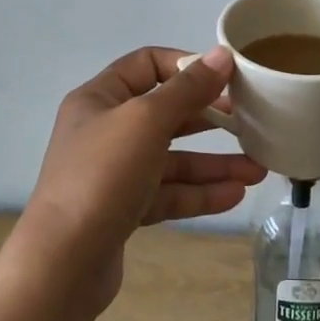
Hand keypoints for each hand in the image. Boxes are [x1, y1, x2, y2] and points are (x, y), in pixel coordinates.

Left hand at [16, 46, 264, 309]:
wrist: (62, 265)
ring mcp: (113, 173)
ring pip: (171, 159)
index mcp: (99, 98)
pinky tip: (235, 195)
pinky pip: (168, 193)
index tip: (225, 78)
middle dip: (209, 119)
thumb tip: (222, 55)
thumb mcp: (147, 121)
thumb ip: (187, 89)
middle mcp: (104, 131)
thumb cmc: (102, 176)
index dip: (186, 66)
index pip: (146, 64)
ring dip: (213, 163)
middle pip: (165, 114)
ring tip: (257, 170)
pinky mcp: (123, 210)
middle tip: (249, 122)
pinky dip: (199, 193)